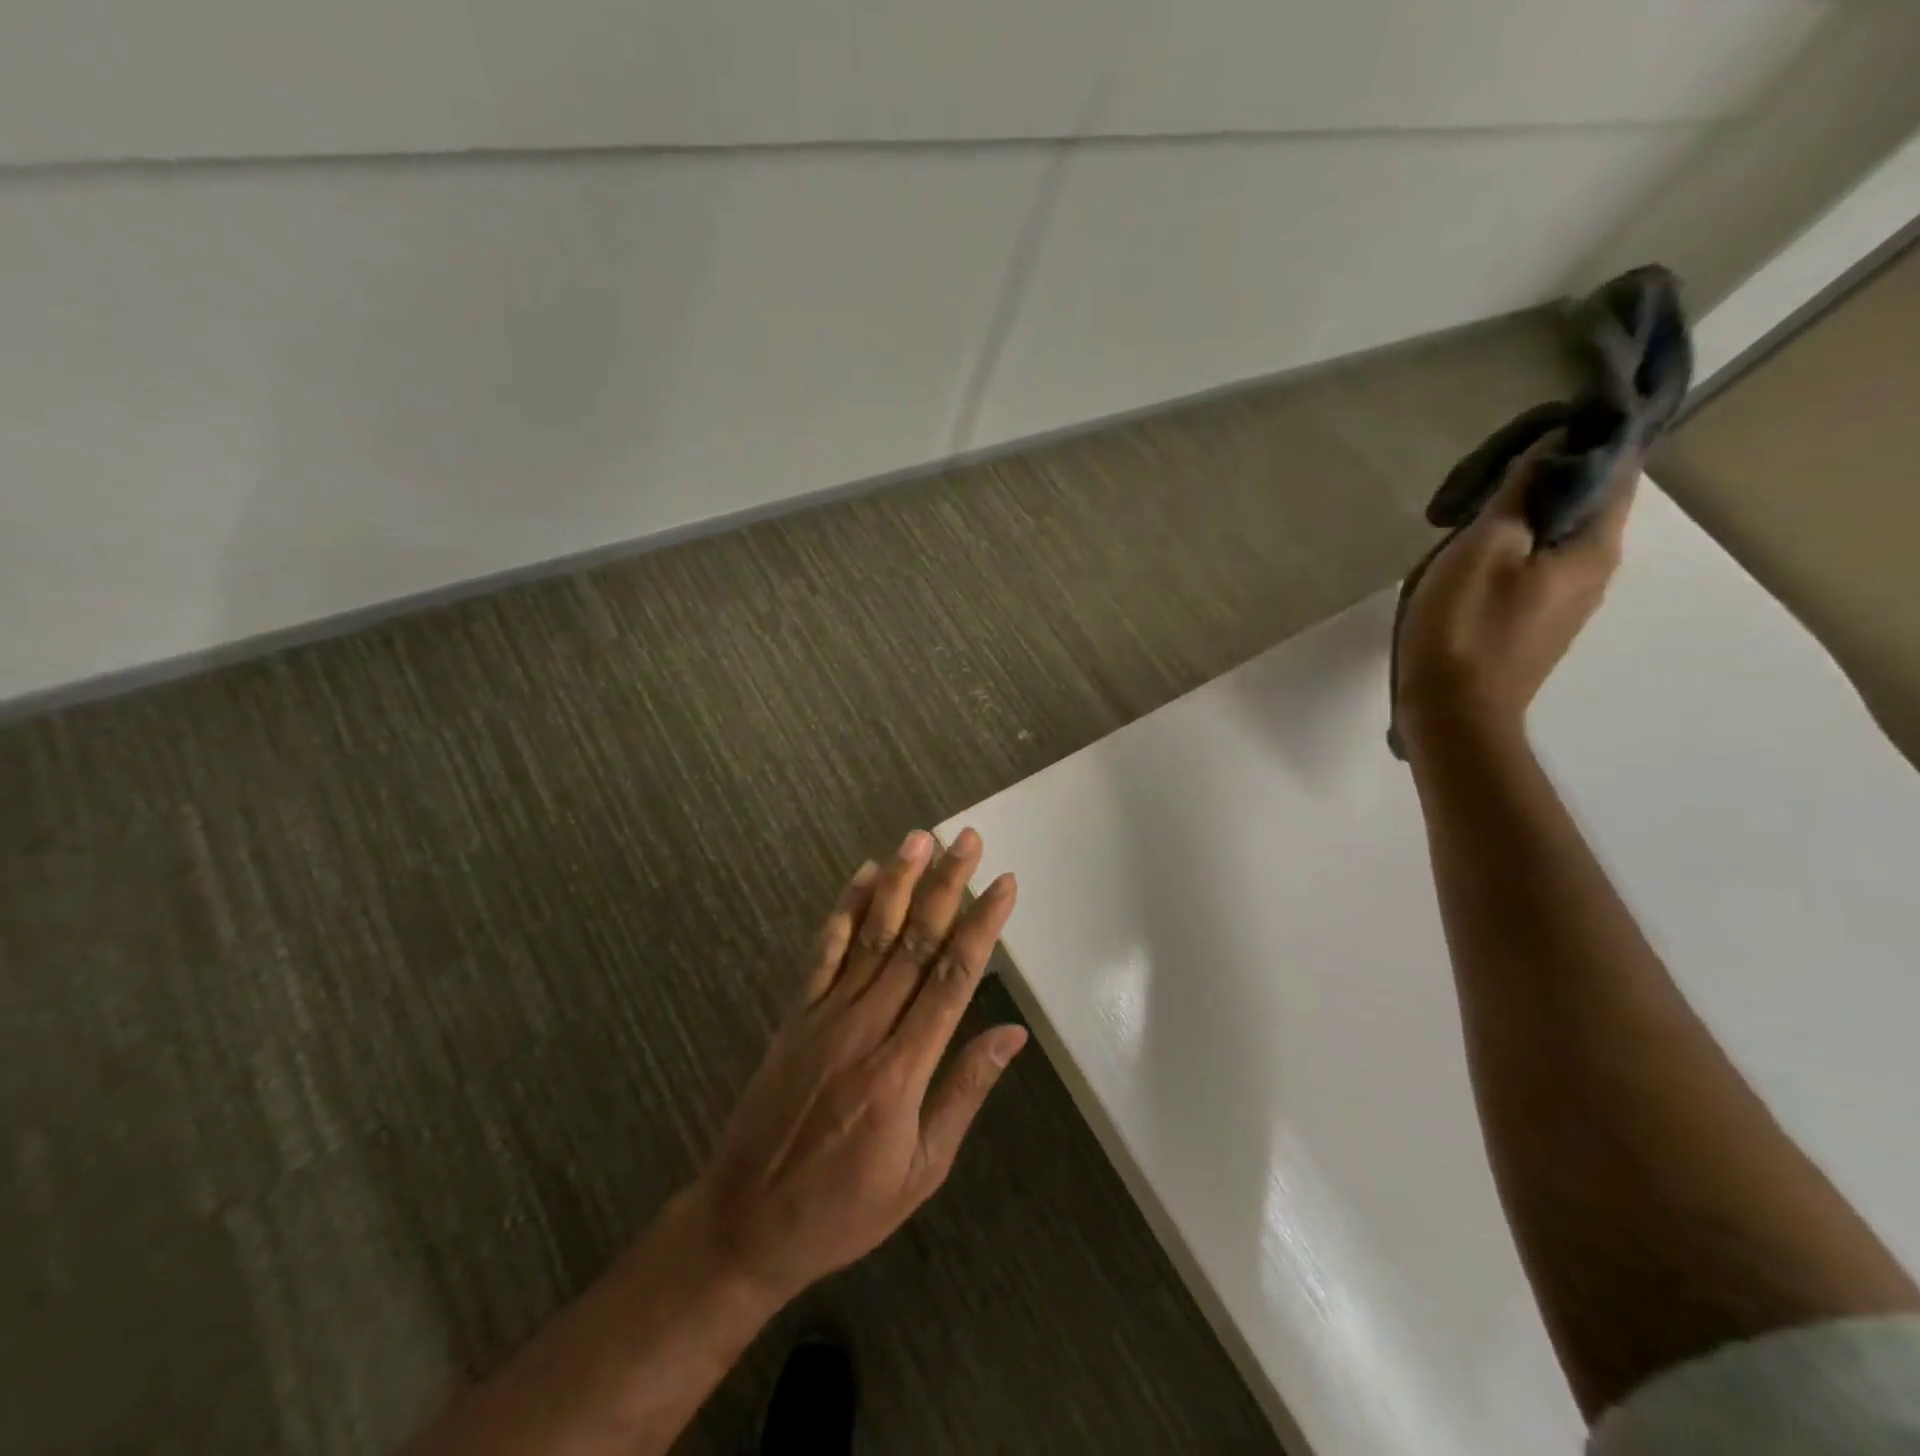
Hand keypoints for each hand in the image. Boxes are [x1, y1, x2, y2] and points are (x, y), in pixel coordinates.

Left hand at [685, 828, 1025, 1303]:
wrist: (747, 1222)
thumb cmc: (846, 1207)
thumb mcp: (922, 1170)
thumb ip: (965, 1093)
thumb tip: (1012, 1034)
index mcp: (902, 1070)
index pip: (951, 979)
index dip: (981, 926)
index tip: (1004, 884)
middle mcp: (865, 1028)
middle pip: (914, 943)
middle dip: (946, 886)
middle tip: (967, 839)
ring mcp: (825, 1015)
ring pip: (870, 935)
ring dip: (898, 883)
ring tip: (920, 838)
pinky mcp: (796, 1014)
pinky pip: (823, 952)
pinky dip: (844, 910)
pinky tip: (863, 876)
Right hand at [1396, 435, 1638, 757]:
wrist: (1453, 714)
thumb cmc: (1463, 629)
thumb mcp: (1483, 550)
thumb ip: (1518, 495)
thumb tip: (1550, 447)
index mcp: (1593, 545)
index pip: (1614, 468)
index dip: (1586, 439)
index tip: (1538, 428)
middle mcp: (1595, 569)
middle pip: (1584, 502)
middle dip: (1542, 478)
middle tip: (1482, 477)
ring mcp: (1566, 602)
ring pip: (1555, 535)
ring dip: (1519, 515)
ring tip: (1465, 517)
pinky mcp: (1536, 623)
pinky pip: (1535, 566)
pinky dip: (1510, 547)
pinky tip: (1468, 558)